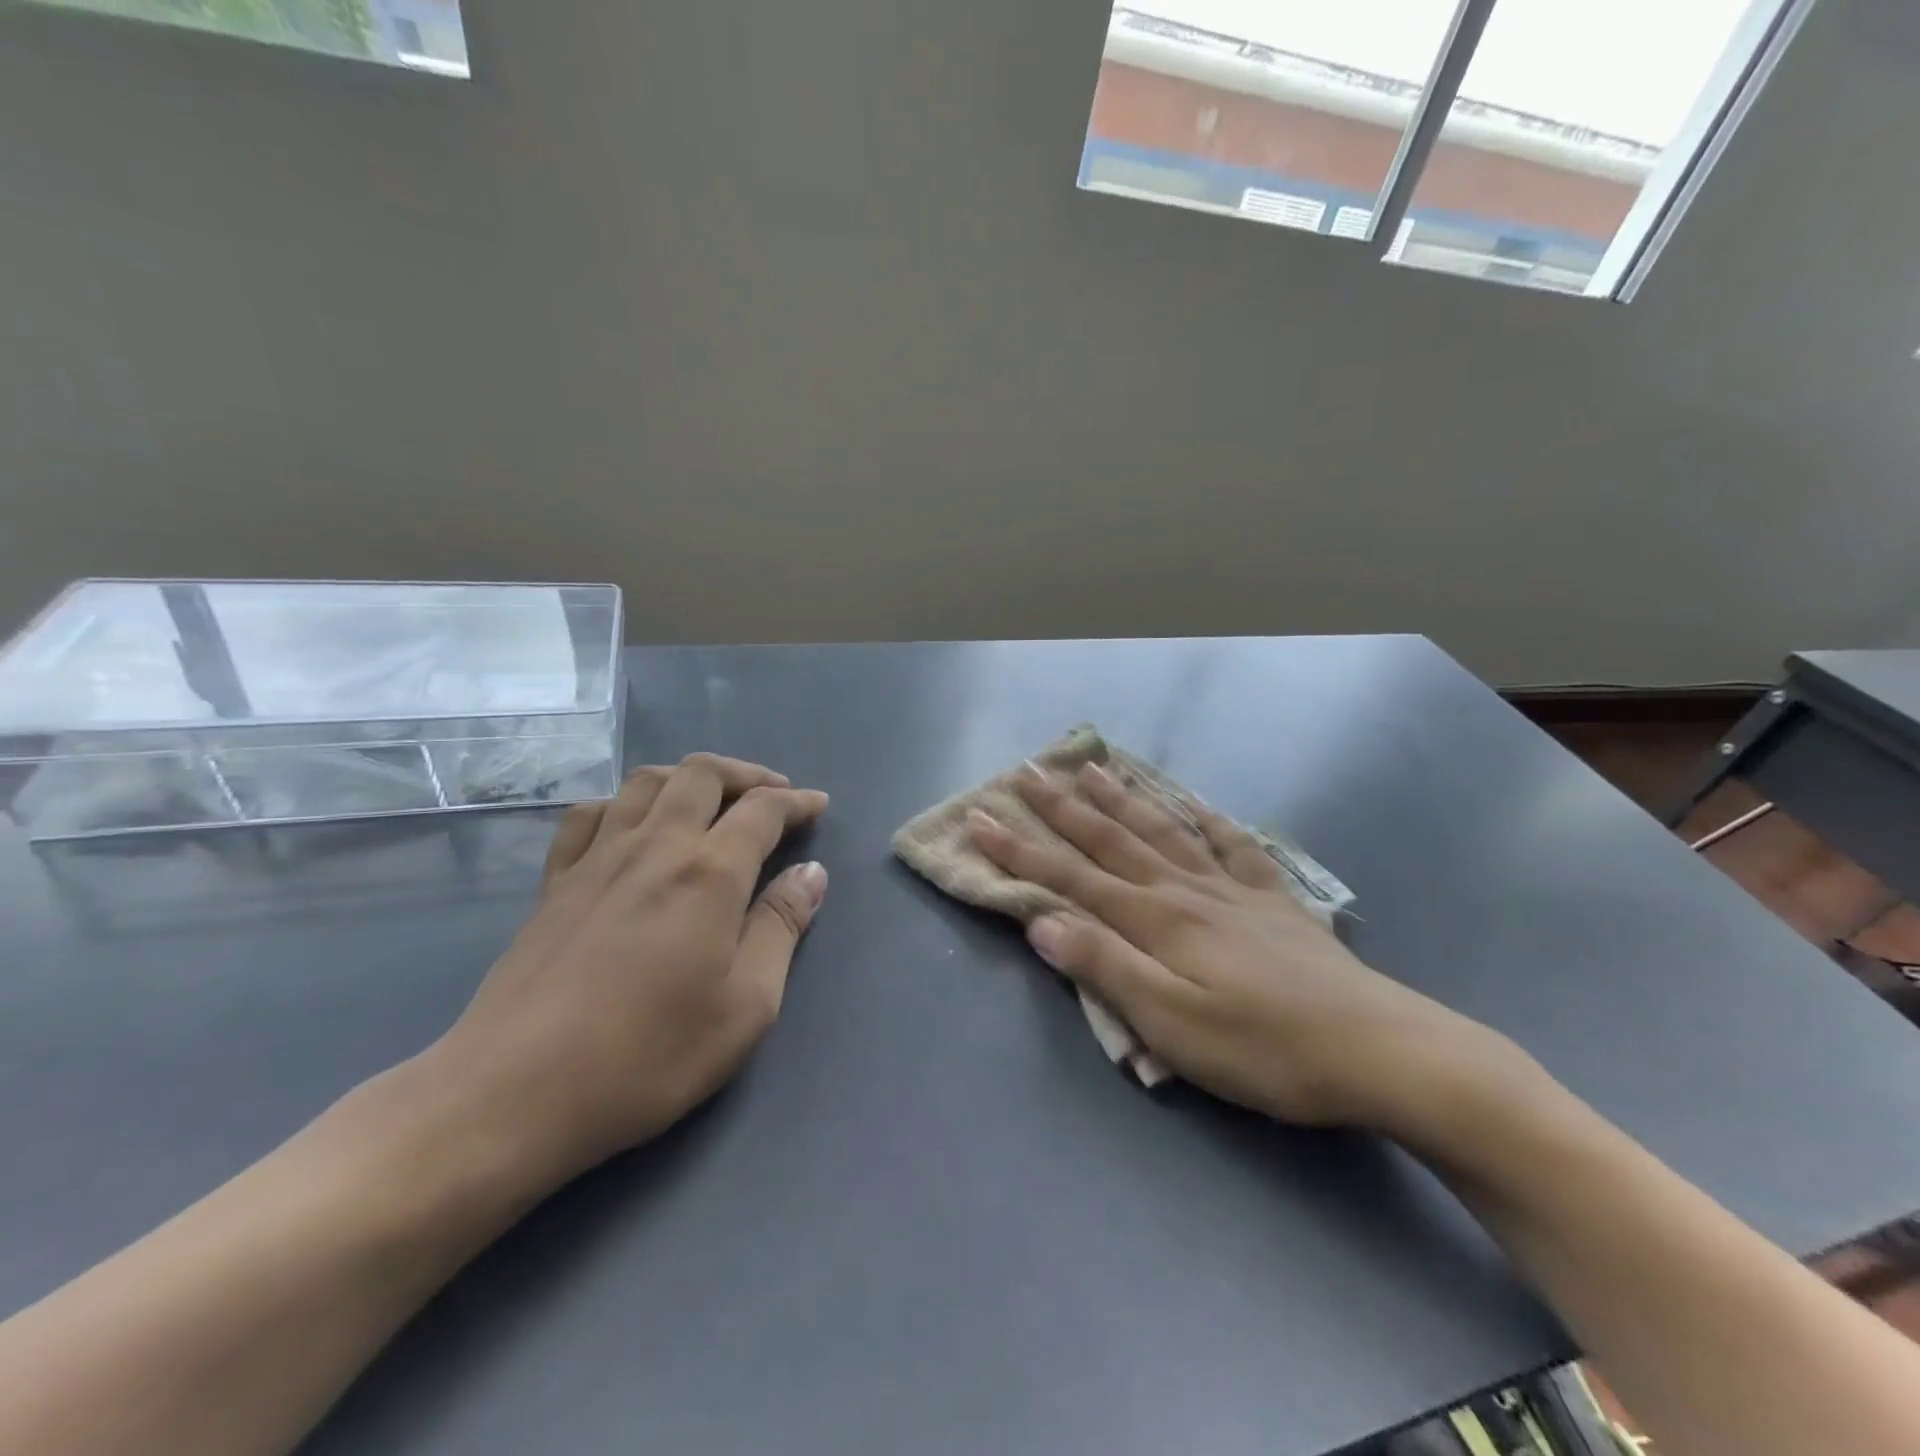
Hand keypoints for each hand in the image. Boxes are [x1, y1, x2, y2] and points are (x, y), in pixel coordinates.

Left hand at [428, 754, 829, 1184]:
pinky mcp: (554, 882)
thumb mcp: (746, 1006)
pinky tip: (631, 825)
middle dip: (746, 775)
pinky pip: (590, 814)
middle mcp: (655, 846)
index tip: (817, 805)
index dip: (796, 801)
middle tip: (771, 794)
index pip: (762, 810)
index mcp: (709, 873)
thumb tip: (811, 873)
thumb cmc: (649, 1056)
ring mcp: (597, 859)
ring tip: (710, 800)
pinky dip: (623, 803)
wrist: (514, 1093)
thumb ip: (781, 928)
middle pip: (703, 775)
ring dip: (688, 778)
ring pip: (646, 782)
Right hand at [968, 762, 1517, 1137]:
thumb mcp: (1171, 1025)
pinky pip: (1234, 847)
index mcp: (1155, 920)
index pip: (1070, 878)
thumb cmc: (1263, 1049)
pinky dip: (1211, 821)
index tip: (981, 819)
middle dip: (1063, 808)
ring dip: (1124, 799)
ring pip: (1164, 831)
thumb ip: (1105, 968)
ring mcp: (1232, 890)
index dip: (1021, 851)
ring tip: (1096, 767)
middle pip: (1112, 841)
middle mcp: (1185, 891)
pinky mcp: (1273, 901)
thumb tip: (1042, 923)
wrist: (1378, 1049)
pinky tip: (1199, 803)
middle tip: (1029, 770)